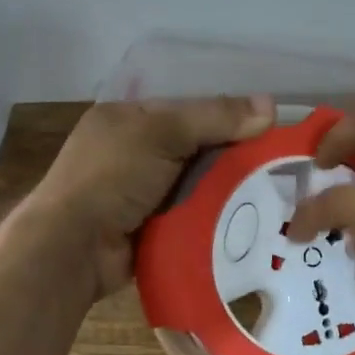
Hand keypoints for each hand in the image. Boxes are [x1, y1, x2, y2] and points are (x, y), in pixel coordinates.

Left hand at [27, 96, 274, 297]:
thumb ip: (214, 118)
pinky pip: (194, 213)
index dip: (228, 113)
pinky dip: (216, 214)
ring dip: (230, 188)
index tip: (270, 124)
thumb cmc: (111, 177)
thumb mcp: (162, 134)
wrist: (74, 248)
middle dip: (234, 154)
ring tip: (278, 190)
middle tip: (281, 161)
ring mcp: (143, 192)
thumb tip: (272, 106)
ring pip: (200, 182)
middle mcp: (135, 152)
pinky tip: (252, 217)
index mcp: (128, 118)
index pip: (188, 108)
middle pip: (198, 147)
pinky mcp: (153, 226)